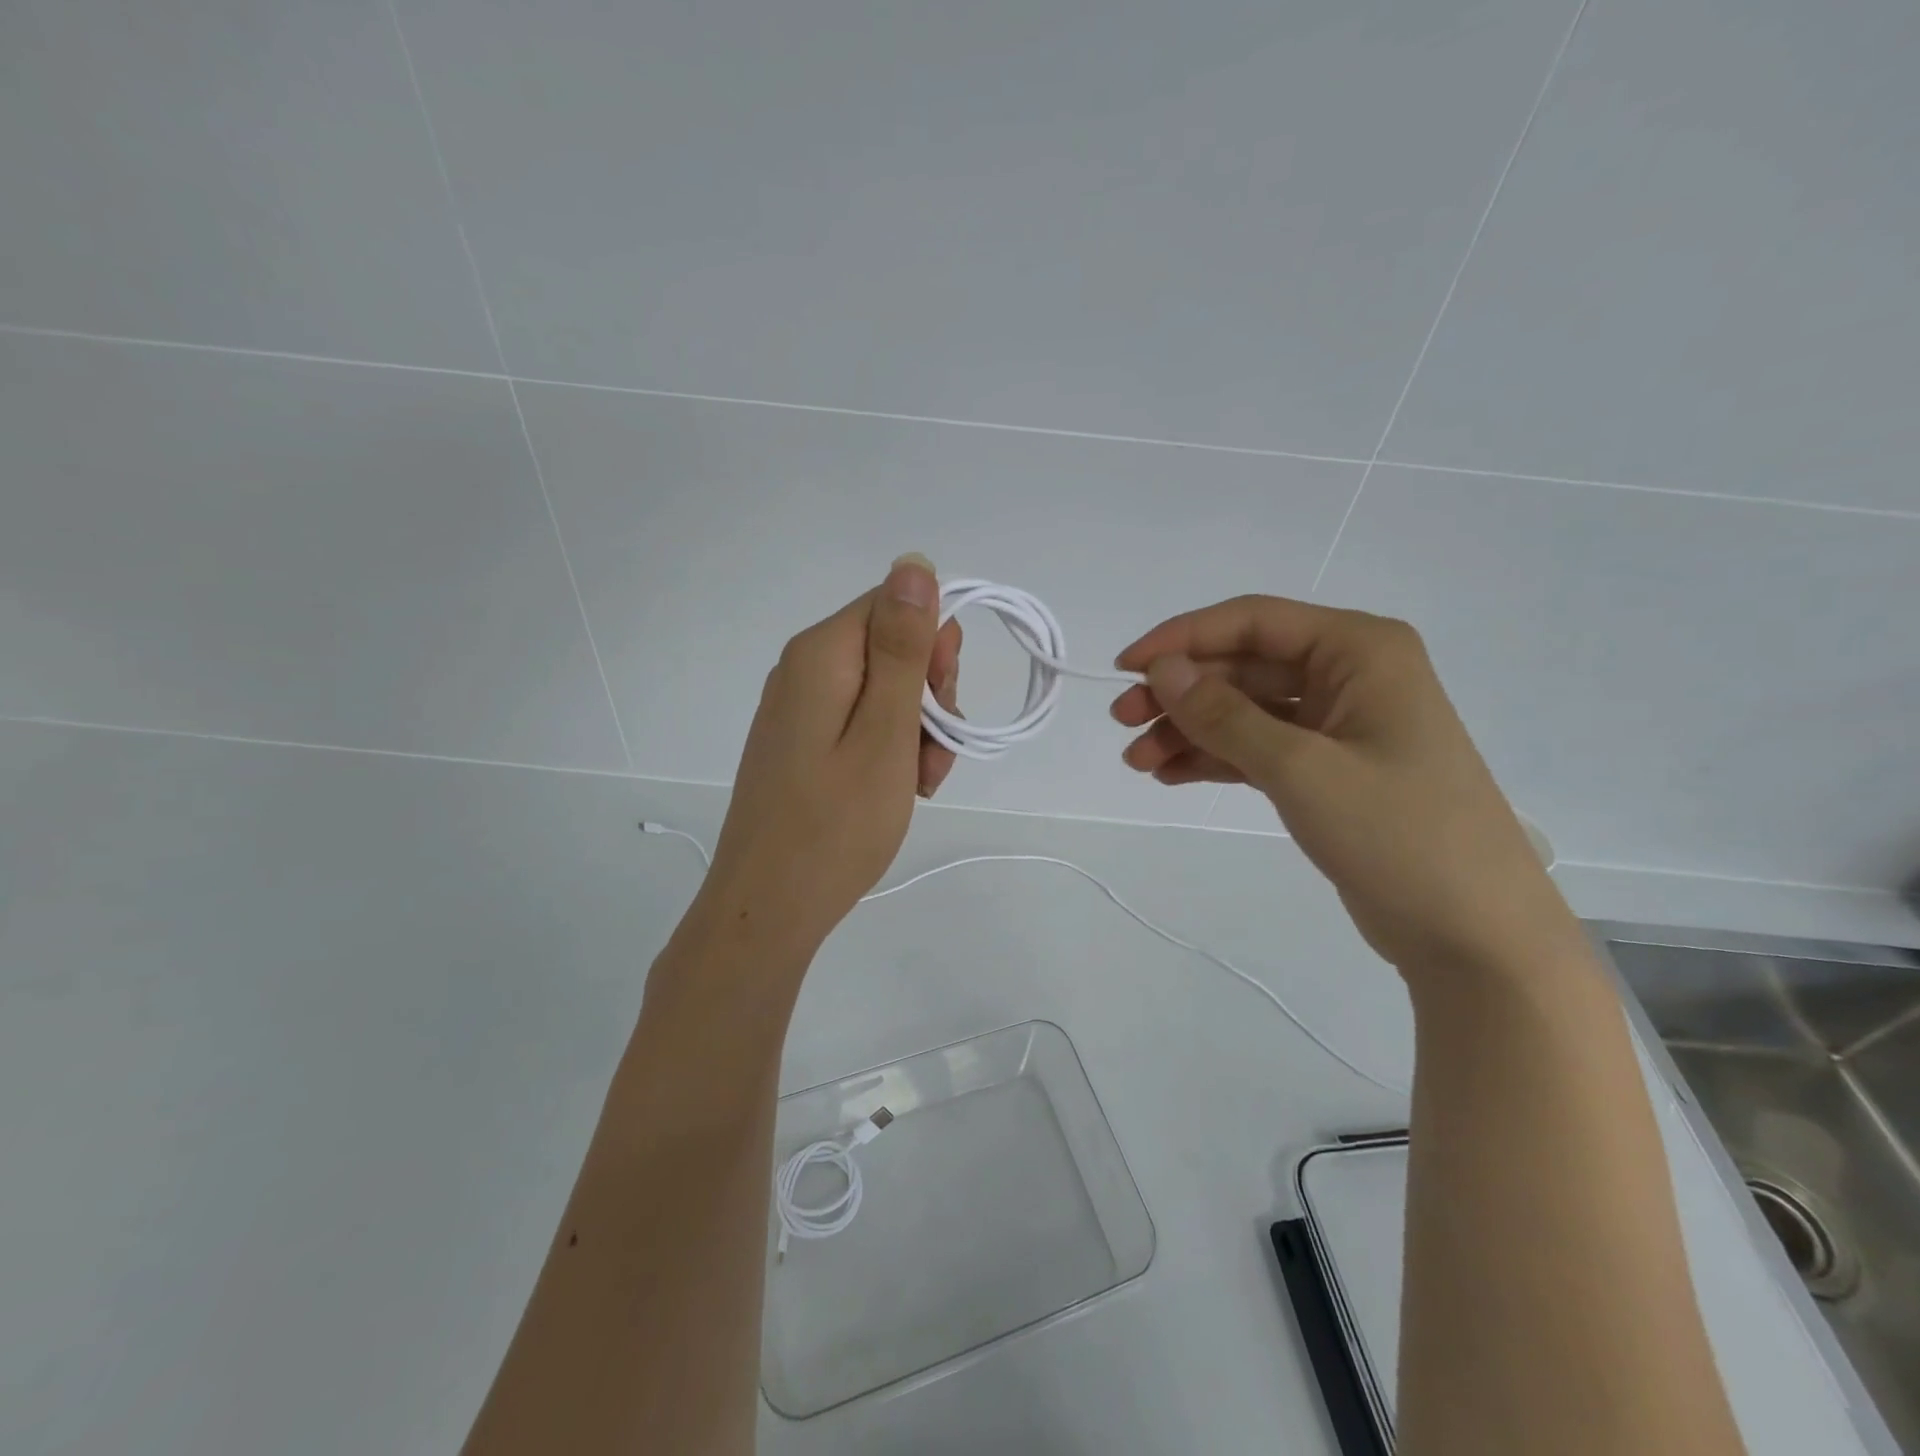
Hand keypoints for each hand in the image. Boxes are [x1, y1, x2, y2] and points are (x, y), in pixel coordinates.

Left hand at [699, 555, 962, 955]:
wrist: (768, 907)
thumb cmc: (836, 824)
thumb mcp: (886, 732)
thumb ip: (904, 647)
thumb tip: (914, 562)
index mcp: (821, 654)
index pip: (895, 605)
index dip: (934, 647)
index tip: (946, 703)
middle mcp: (803, 669)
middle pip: (890, 647)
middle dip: (929, 694)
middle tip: (934, 753)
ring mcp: (798, 708)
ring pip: (882, 691)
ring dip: (916, 729)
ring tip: (919, 783)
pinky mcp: (799, 742)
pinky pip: (859, 723)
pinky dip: (889, 750)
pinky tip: (897, 790)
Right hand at [1111, 595, 1567, 976]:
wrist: (1474, 935)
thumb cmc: (1398, 835)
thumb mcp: (1301, 768)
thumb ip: (1225, 715)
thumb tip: (1162, 669)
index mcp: (1359, 650)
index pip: (1253, 621)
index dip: (1182, 639)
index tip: (1125, 669)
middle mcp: (1350, 675)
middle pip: (1243, 667)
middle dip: (1180, 693)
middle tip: (1123, 724)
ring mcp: (1338, 725)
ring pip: (1244, 710)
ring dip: (1189, 730)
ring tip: (1138, 762)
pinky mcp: (1327, 770)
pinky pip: (1256, 748)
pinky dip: (1214, 758)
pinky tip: (1169, 775)